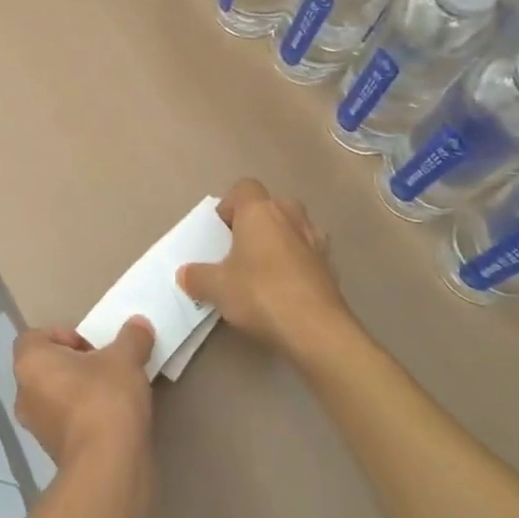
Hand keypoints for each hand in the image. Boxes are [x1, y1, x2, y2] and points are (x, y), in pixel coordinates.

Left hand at [12, 319, 155, 472]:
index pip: (35, 337)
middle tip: (106, 366)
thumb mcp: (126, 358)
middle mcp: (24, 393)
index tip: (92, 346)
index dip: (63, 335)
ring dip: (80, 392)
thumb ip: (132, 337)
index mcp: (30, 363)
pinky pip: (66, 422)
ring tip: (114, 393)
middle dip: (75, 364)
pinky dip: (84, 418)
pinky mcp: (53, 453)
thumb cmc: (105, 398)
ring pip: (56, 396)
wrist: (107, 466)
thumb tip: (139, 324)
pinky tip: (113, 420)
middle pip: (47, 367)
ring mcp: (36, 427)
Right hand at [179, 179, 353, 359]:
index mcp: (259, 211)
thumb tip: (186, 274)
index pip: (244, 187)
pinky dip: (298, 264)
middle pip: (271, 205)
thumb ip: (197, 277)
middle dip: (257, 222)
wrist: (316, 330)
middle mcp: (290, 216)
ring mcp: (316, 240)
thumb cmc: (260, 294)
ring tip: (264, 270)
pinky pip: (309, 254)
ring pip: (294, 228)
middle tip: (240, 249)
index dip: (229, 205)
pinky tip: (286, 290)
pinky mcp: (332, 266)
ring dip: (280, 241)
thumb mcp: (216, 288)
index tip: (220, 232)